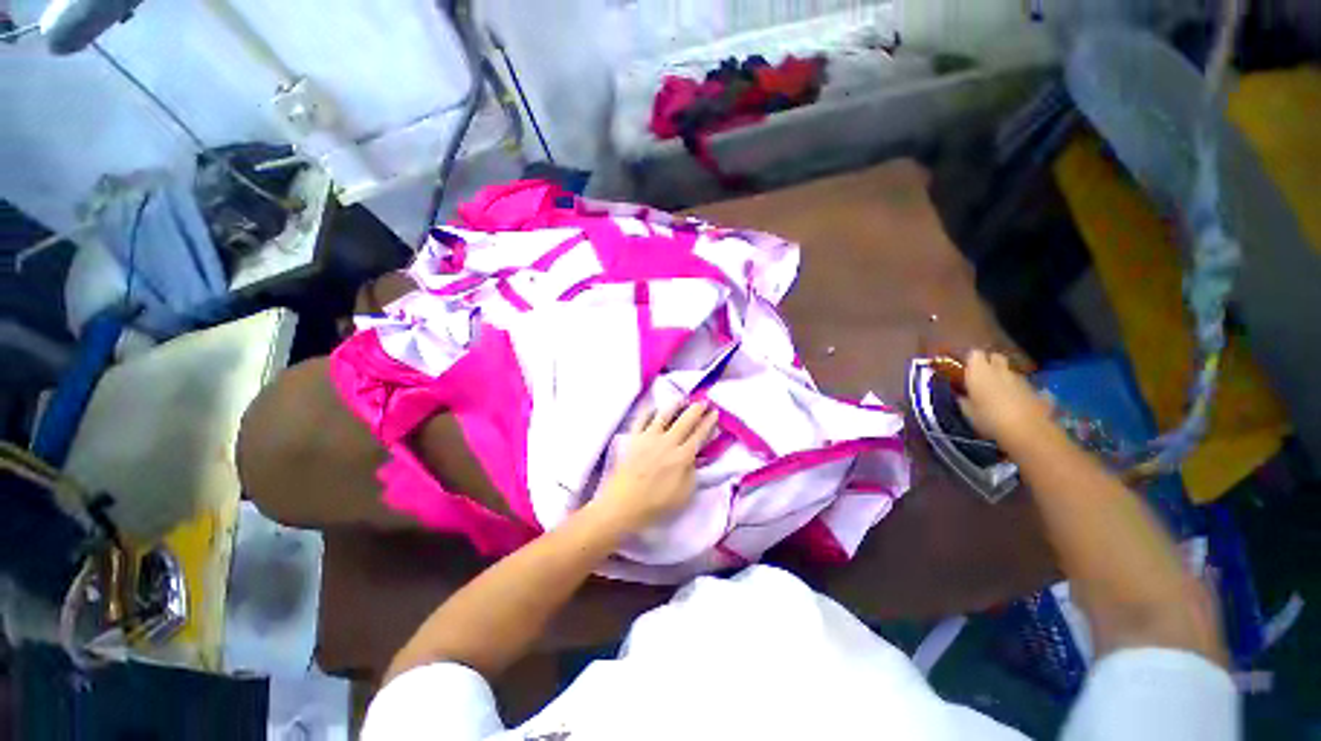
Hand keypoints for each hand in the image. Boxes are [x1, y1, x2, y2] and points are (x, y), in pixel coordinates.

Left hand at [591, 401, 719, 532]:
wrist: (624, 503)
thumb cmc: (656, 504)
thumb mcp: (684, 494)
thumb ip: (692, 472)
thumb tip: (694, 457)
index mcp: (682, 456)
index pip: (699, 435)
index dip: (708, 422)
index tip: (715, 412)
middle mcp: (668, 442)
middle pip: (685, 421)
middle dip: (696, 409)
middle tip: (703, 401)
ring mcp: (649, 438)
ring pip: (664, 415)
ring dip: (675, 405)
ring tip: (682, 399)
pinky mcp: (634, 438)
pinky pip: (641, 419)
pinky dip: (648, 411)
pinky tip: (653, 407)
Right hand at [958, 349, 1053, 446]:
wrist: (1027, 431)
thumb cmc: (989, 418)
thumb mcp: (967, 412)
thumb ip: (964, 400)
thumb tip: (961, 396)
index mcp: (979, 371)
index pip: (974, 354)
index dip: (971, 360)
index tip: (967, 369)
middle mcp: (1000, 370)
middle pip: (996, 357)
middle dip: (991, 363)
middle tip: (983, 377)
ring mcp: (1021, 379)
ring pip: (1011, 372)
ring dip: (1005, 378)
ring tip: (999, 394)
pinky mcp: (1036, 391)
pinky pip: (1025, 386)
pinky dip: (1021, 391)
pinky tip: (1019, 403)